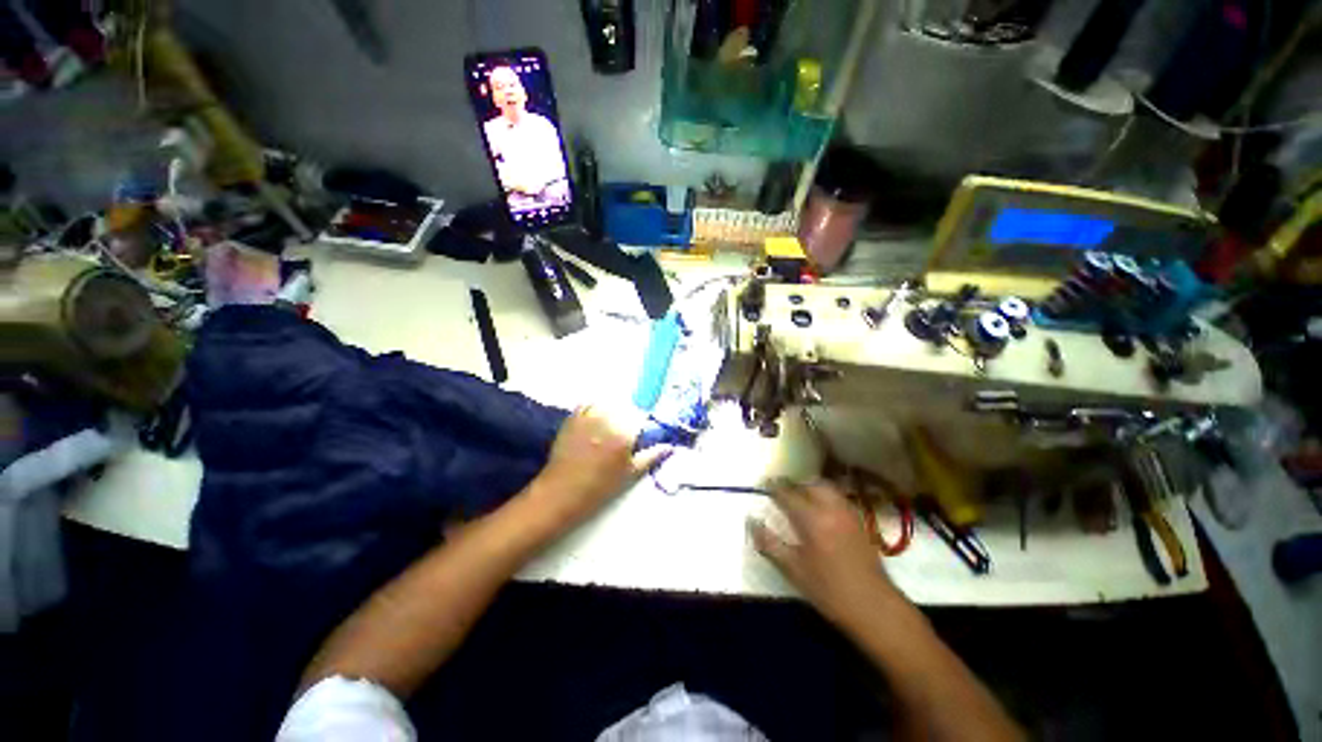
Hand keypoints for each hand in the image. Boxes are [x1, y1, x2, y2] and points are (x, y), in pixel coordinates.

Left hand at [532, 406, 670, 528]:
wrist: (562, 492)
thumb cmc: (599, 488)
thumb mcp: (630, 474)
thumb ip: (651, 457)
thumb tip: (669, 446)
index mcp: (624, 434)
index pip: (642, 418)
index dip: (643, 426)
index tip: (640, 435)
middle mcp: (607, 420)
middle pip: (625, 409)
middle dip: (627, 419)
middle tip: (622, 436)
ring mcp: (588, 417)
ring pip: (607, 404)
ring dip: (611, 412)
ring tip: (608, 428)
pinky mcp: (573, 418)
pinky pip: (587, 404)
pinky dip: (593, 408)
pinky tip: (594, 420)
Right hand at [749, 481, 901, 627]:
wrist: (874, 607)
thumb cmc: (829, 590)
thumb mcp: (793, 570)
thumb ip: (769, 543)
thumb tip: (751, 521)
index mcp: (811, 519)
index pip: (787, 493)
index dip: (773, 487)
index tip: (763, 484)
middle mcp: (830, 508)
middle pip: (808, 483)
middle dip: (793, 483)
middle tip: (781, 490)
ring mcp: (847, 512)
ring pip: (826, 487)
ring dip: (809, 486)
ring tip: (799, 495)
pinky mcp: (858, 520)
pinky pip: (837, 496)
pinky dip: (825, 494)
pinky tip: (820, 507)